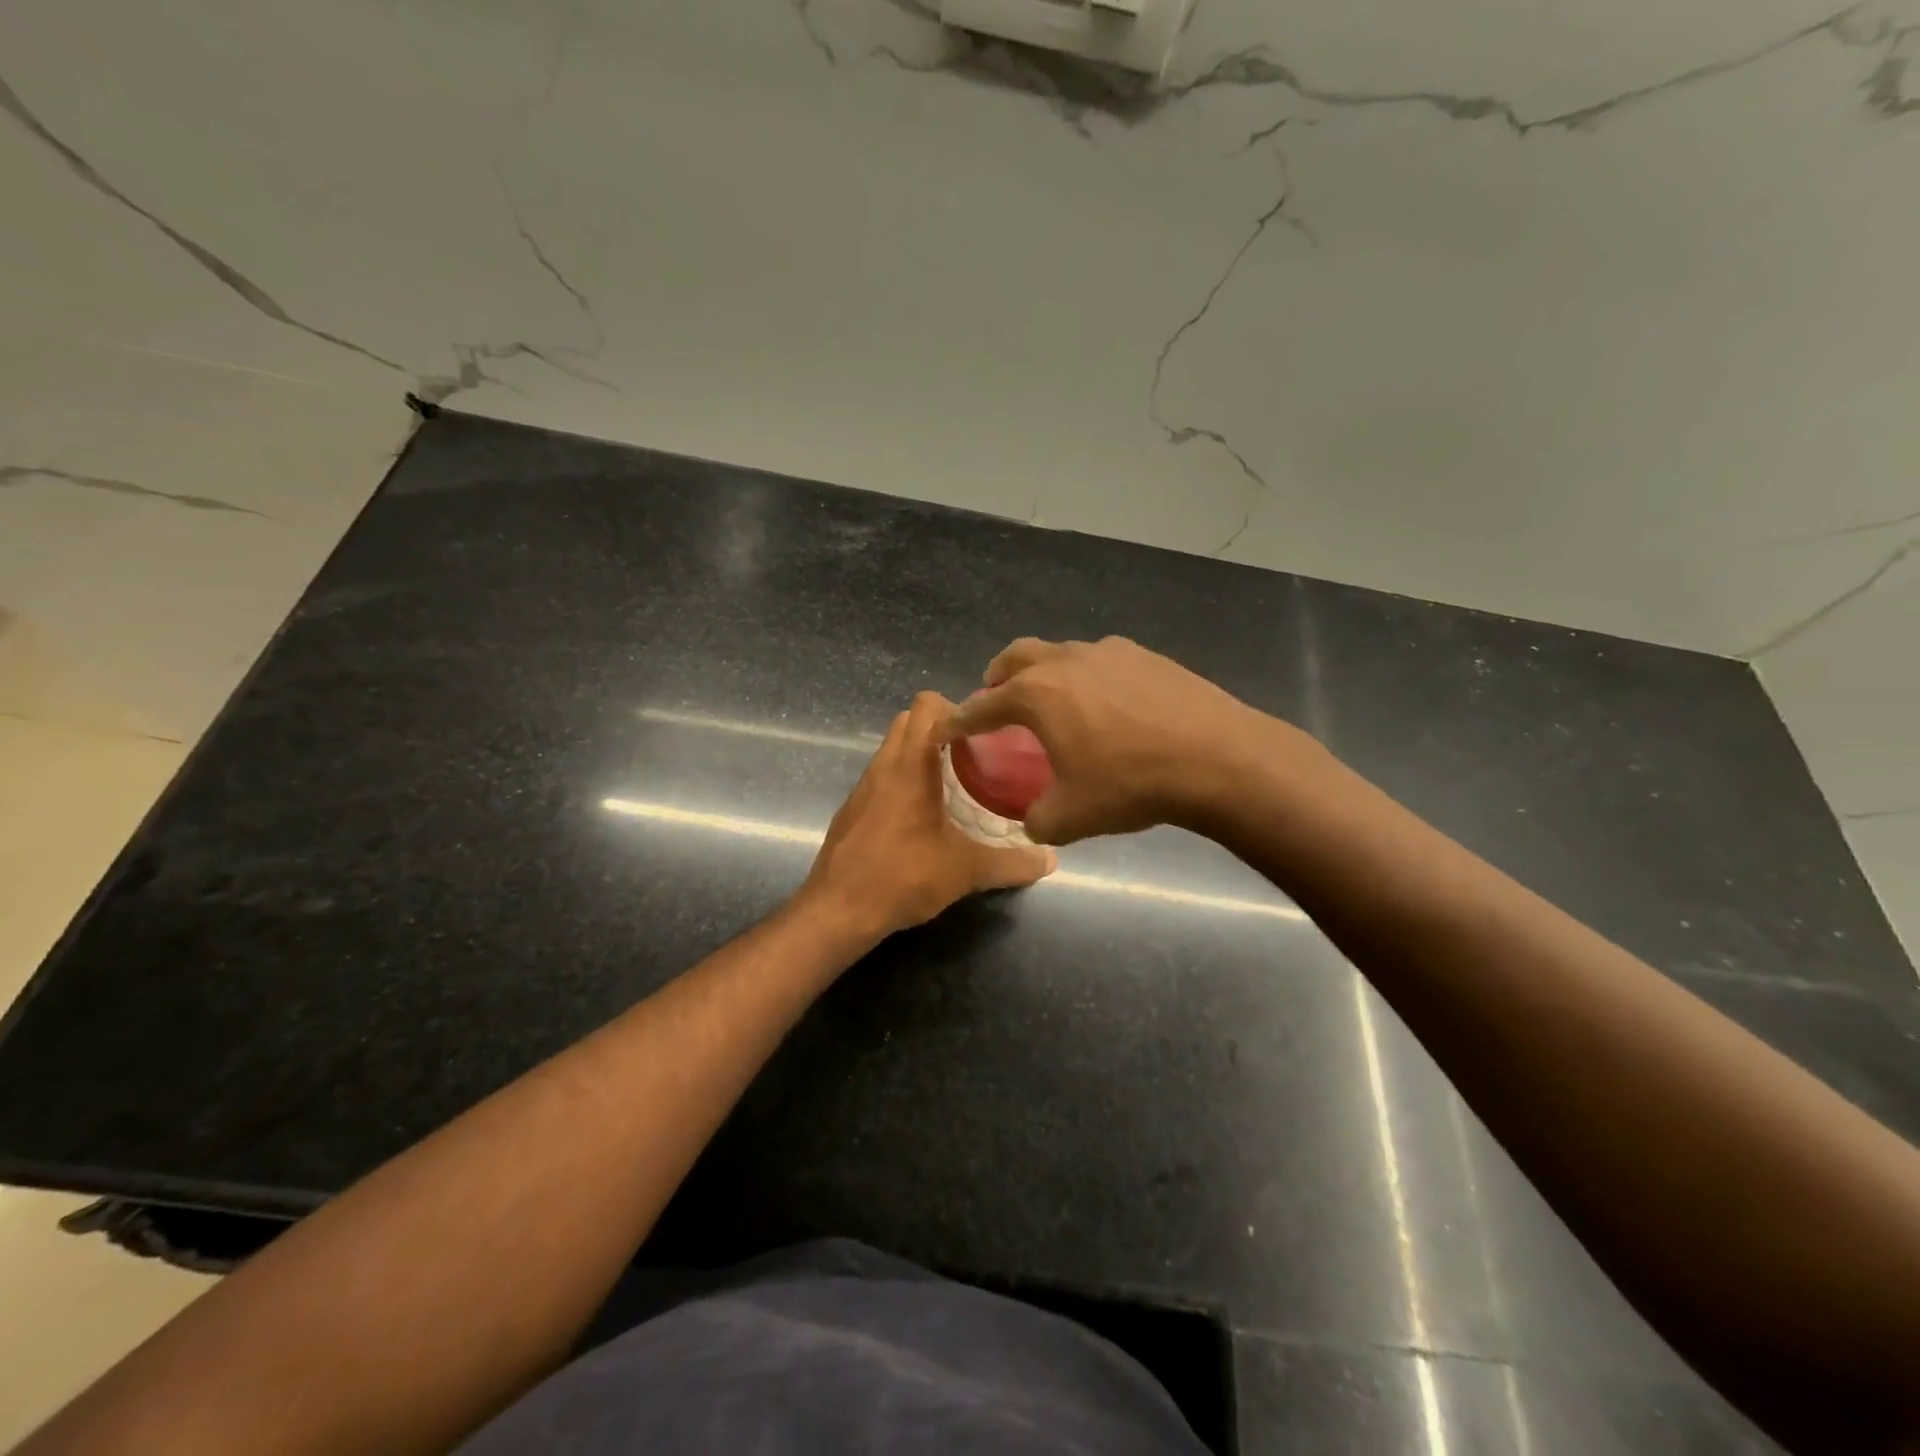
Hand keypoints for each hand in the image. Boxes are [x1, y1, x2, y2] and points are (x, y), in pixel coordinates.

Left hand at [801, 692, 1055, 939]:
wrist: (837, 911)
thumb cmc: (902, 877)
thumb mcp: (965, 871)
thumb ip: (1011, 863)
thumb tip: (1050, 859)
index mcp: (910, 765)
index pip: (927, 705)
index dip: (957, 708)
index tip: (984, 733)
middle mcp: (883, 766)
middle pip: (909, 720)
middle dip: (941, 727)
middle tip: (974, 755)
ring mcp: (863, 787)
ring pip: (893, 748)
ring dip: (921, 753)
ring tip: (955, 782)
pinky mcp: (852, 809)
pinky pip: (882, 776)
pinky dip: (903, 779)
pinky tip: (924, 815)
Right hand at [935, 636, 1298, 844]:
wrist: (1217, 758)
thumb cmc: (1131, 784)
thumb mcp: (1071, 817)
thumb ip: (1037, 820)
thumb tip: (1033, 821)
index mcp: (1036, 695)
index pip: (982, 707)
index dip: (959, 721)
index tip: (945, 730)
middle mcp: (1065, 661)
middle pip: (1015, 657)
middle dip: (997, 677)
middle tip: (995, 699)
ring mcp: (1108, 652)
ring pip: (1060, 653)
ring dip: (1044, 673)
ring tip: (1054, 701)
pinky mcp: (1146, 655)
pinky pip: (1101, 660)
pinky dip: (1087, 677)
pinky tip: (1107, 704)